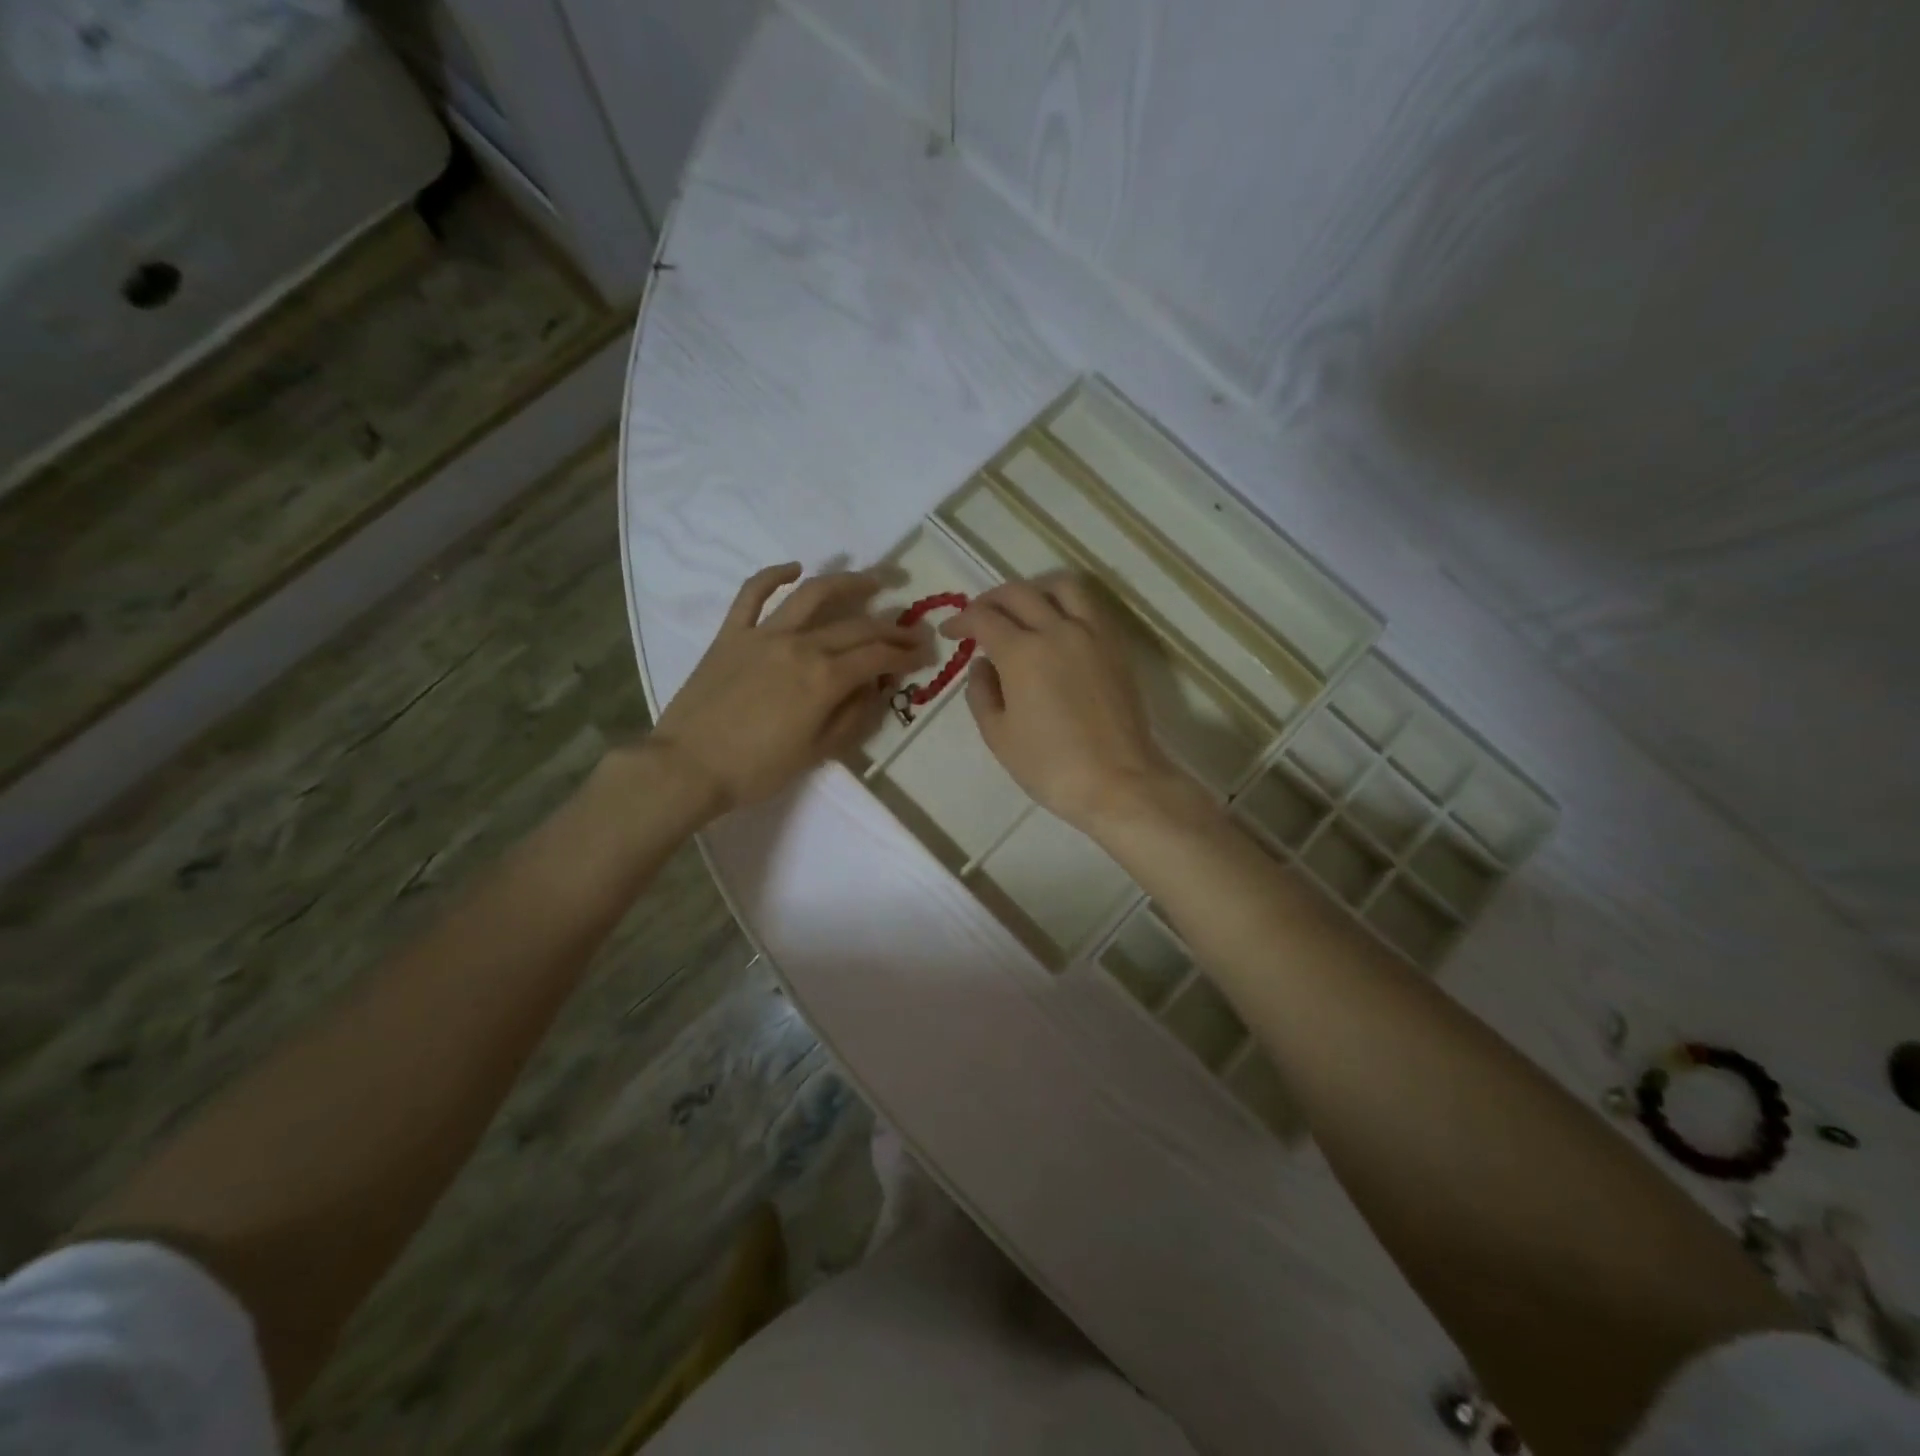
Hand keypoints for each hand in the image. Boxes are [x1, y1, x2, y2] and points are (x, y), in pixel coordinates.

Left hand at [651, 564, 926, 814]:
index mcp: (824, 679)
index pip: (877, 657)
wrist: (687, 768)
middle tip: (911, 629)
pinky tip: (796, 568)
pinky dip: (775, 575)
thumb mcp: (816, 753)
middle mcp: (800, 646)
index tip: (923, 654)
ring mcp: (764, 634)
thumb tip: (876, 688)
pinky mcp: (732, 633)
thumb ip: (852, 716)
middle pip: (856, 626)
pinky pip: (753, 593)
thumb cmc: (756, 770)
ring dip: (848, 583)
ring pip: (813, 594)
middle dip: (891, 627)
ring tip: (873, 581)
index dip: (906, 654)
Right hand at [943, 573, 1186, 831]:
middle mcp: (1057, 630)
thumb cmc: (1050, 766)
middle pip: (1018, 593)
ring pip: (1061, 586)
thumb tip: (982, 664)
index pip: (983, 618)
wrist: (1118, 782)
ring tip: (1022, 610)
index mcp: (1022, 652)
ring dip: (1033, 590)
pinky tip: (1057, 625)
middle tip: (978, 619)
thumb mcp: (998, 735)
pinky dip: (1066, 603)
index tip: (950, 632)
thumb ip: (981, 692)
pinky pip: (1089, 605)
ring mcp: (1092, 633)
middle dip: (990, 600)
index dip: (960, 620)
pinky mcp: (1116, 645)